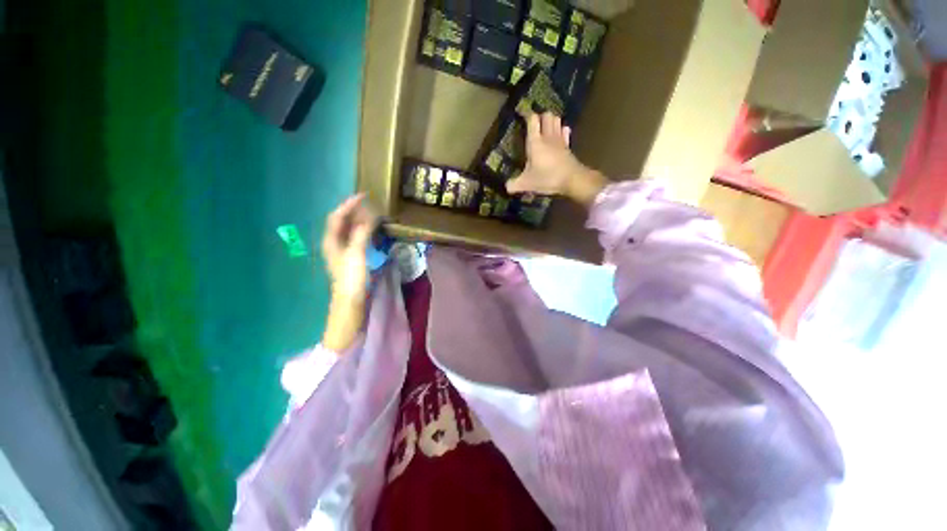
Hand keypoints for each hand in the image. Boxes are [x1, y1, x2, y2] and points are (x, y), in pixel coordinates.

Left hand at [322, 194, 373, 300]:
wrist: (350, 298)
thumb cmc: (351, 276)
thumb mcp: (356, 253)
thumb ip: (361, 233)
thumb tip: (368, 218)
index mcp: (331, 240)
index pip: (338, 216)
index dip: (349, 204)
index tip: (363, 196)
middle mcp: (334, 242)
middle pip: (342, 221)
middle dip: (355, 211)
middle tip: (370, 205)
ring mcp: (342, 250)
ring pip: (349, 229)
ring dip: (360, 220)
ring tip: (372, 215)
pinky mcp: (350, 256)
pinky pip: (355, 237)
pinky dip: (363, 230)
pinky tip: (372, 231)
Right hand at [506, 113, 608, 206]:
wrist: (572, 180)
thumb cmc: (547, 178)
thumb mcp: (526, 184)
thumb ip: (514, 185)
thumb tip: (506, 187)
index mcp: (535, 142)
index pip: (532, 119)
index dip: (526, 114)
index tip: (520, 113)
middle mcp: (548, 137)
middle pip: (547, 115)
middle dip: (540, 115)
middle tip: (533, 122)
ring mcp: (560, 140)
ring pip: (557, 120)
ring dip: (551, 120)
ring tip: (545, 126)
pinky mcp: (568, 146)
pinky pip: (565, 131)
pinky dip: (561, 129)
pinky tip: (558, 134)